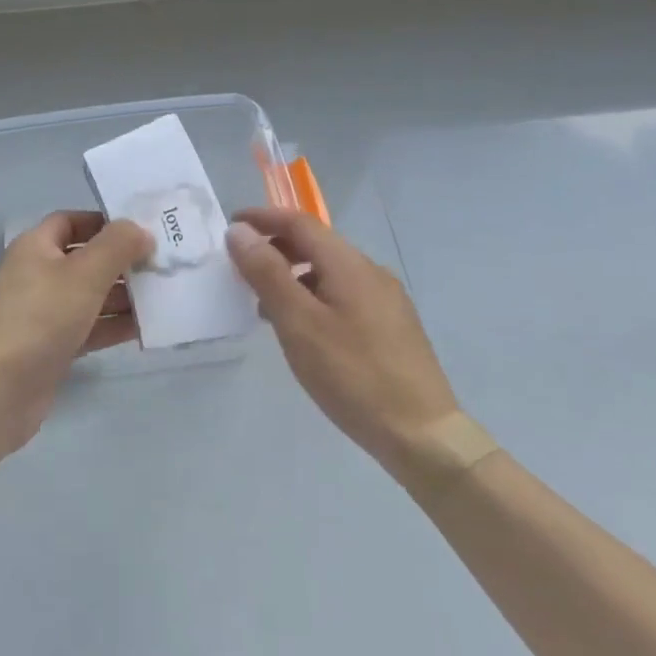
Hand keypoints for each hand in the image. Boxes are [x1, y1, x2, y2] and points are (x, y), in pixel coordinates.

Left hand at [0, 210, 152, 449]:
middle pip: (85, 259)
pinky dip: (113, 325)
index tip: (141, 230)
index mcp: (35, 246)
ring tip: (163, 295)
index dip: (104, 222)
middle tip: (162, 265)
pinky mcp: (52, 345)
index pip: (71, 222)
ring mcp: (43, 312)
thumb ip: (117, 246)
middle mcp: (37, 274)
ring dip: (123, 295)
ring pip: (89, 295)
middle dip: (121, 261)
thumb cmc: (41, 317)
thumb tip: (140, 230)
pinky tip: (146, 328)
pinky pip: (88, 326)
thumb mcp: (84, 274)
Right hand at [226, 206, 458, 472]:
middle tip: (242, 269)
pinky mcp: (394, 326)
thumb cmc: (353, 375)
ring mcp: (387, 299)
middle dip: (276, 248)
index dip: (263, 219)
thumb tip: (240, 231)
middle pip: (316, 244)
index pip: (299, 223)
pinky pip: (344, 294)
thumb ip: (267, 273)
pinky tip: (305, 331)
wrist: (424, 435)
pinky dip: (314, 296)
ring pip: (330, 271)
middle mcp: (371, 271)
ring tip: (266, 306)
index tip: (231, 227)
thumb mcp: (298, 323)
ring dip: (294, 276)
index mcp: (348, 264)